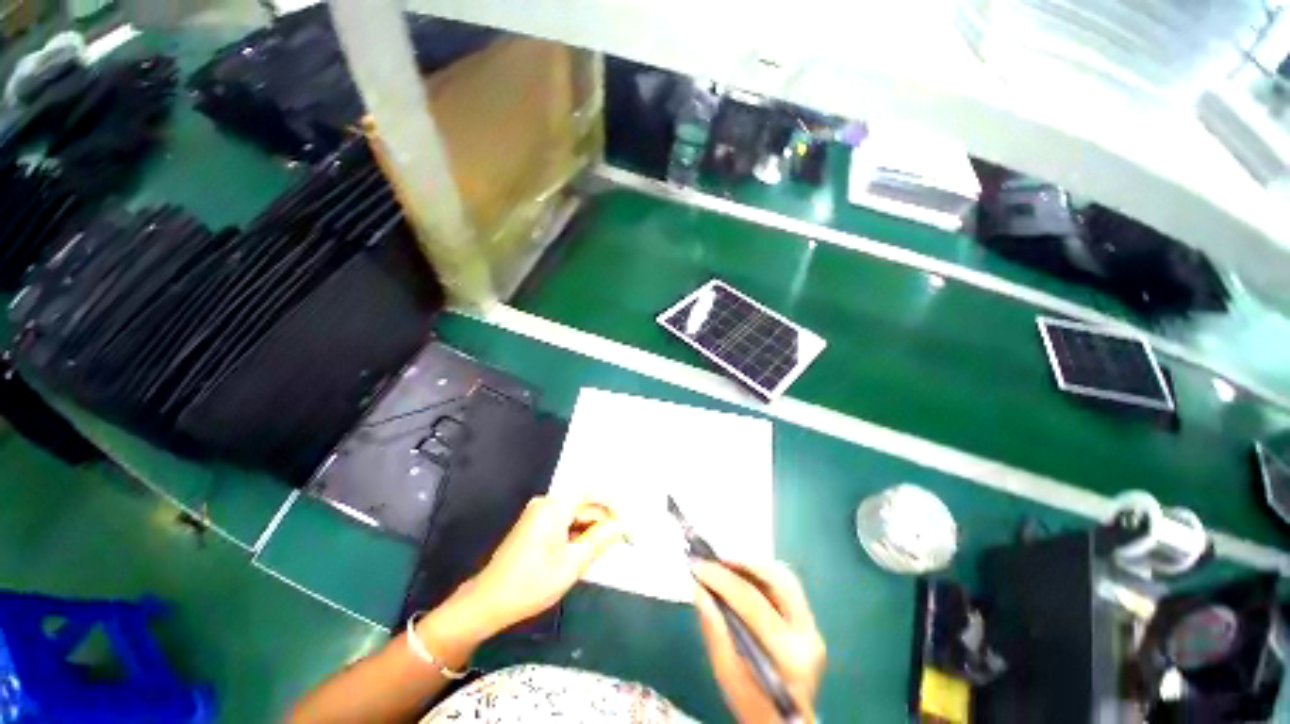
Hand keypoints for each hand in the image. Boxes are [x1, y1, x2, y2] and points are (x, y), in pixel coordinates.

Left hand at [449, 495, 625, 639]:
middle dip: (601, 523)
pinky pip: (562, 522)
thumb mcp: (573, 563)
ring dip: (588, 531)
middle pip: (583, 505)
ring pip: (573, 515)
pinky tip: (579, 554)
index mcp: (555, 506)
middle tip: (618, 544)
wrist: (487, 603)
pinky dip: (575, 535)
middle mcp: (546, 503)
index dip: (613, 508)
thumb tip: (625, 526)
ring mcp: (537, 513)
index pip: (592, 494)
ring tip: (599, 553)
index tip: (627, 526)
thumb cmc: (532, 583)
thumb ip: (602, 539)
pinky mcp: (533, 525)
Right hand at [692, 560, 826, 723]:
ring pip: (783, 577)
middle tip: (712, 561)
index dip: (722, 579)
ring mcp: (813, 627)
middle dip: (740, 565)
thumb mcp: (727, 676)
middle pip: (775, 580)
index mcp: (789, 654)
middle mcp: (808, 634)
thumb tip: (699, 589)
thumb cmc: (752, 705)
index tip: (697, 565)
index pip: (752, 602)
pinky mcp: (810, 622)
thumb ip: (715, 632)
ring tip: (724, 566)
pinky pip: (786, 585)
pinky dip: (761, 575)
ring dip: (752, 566)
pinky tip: (742, 577)